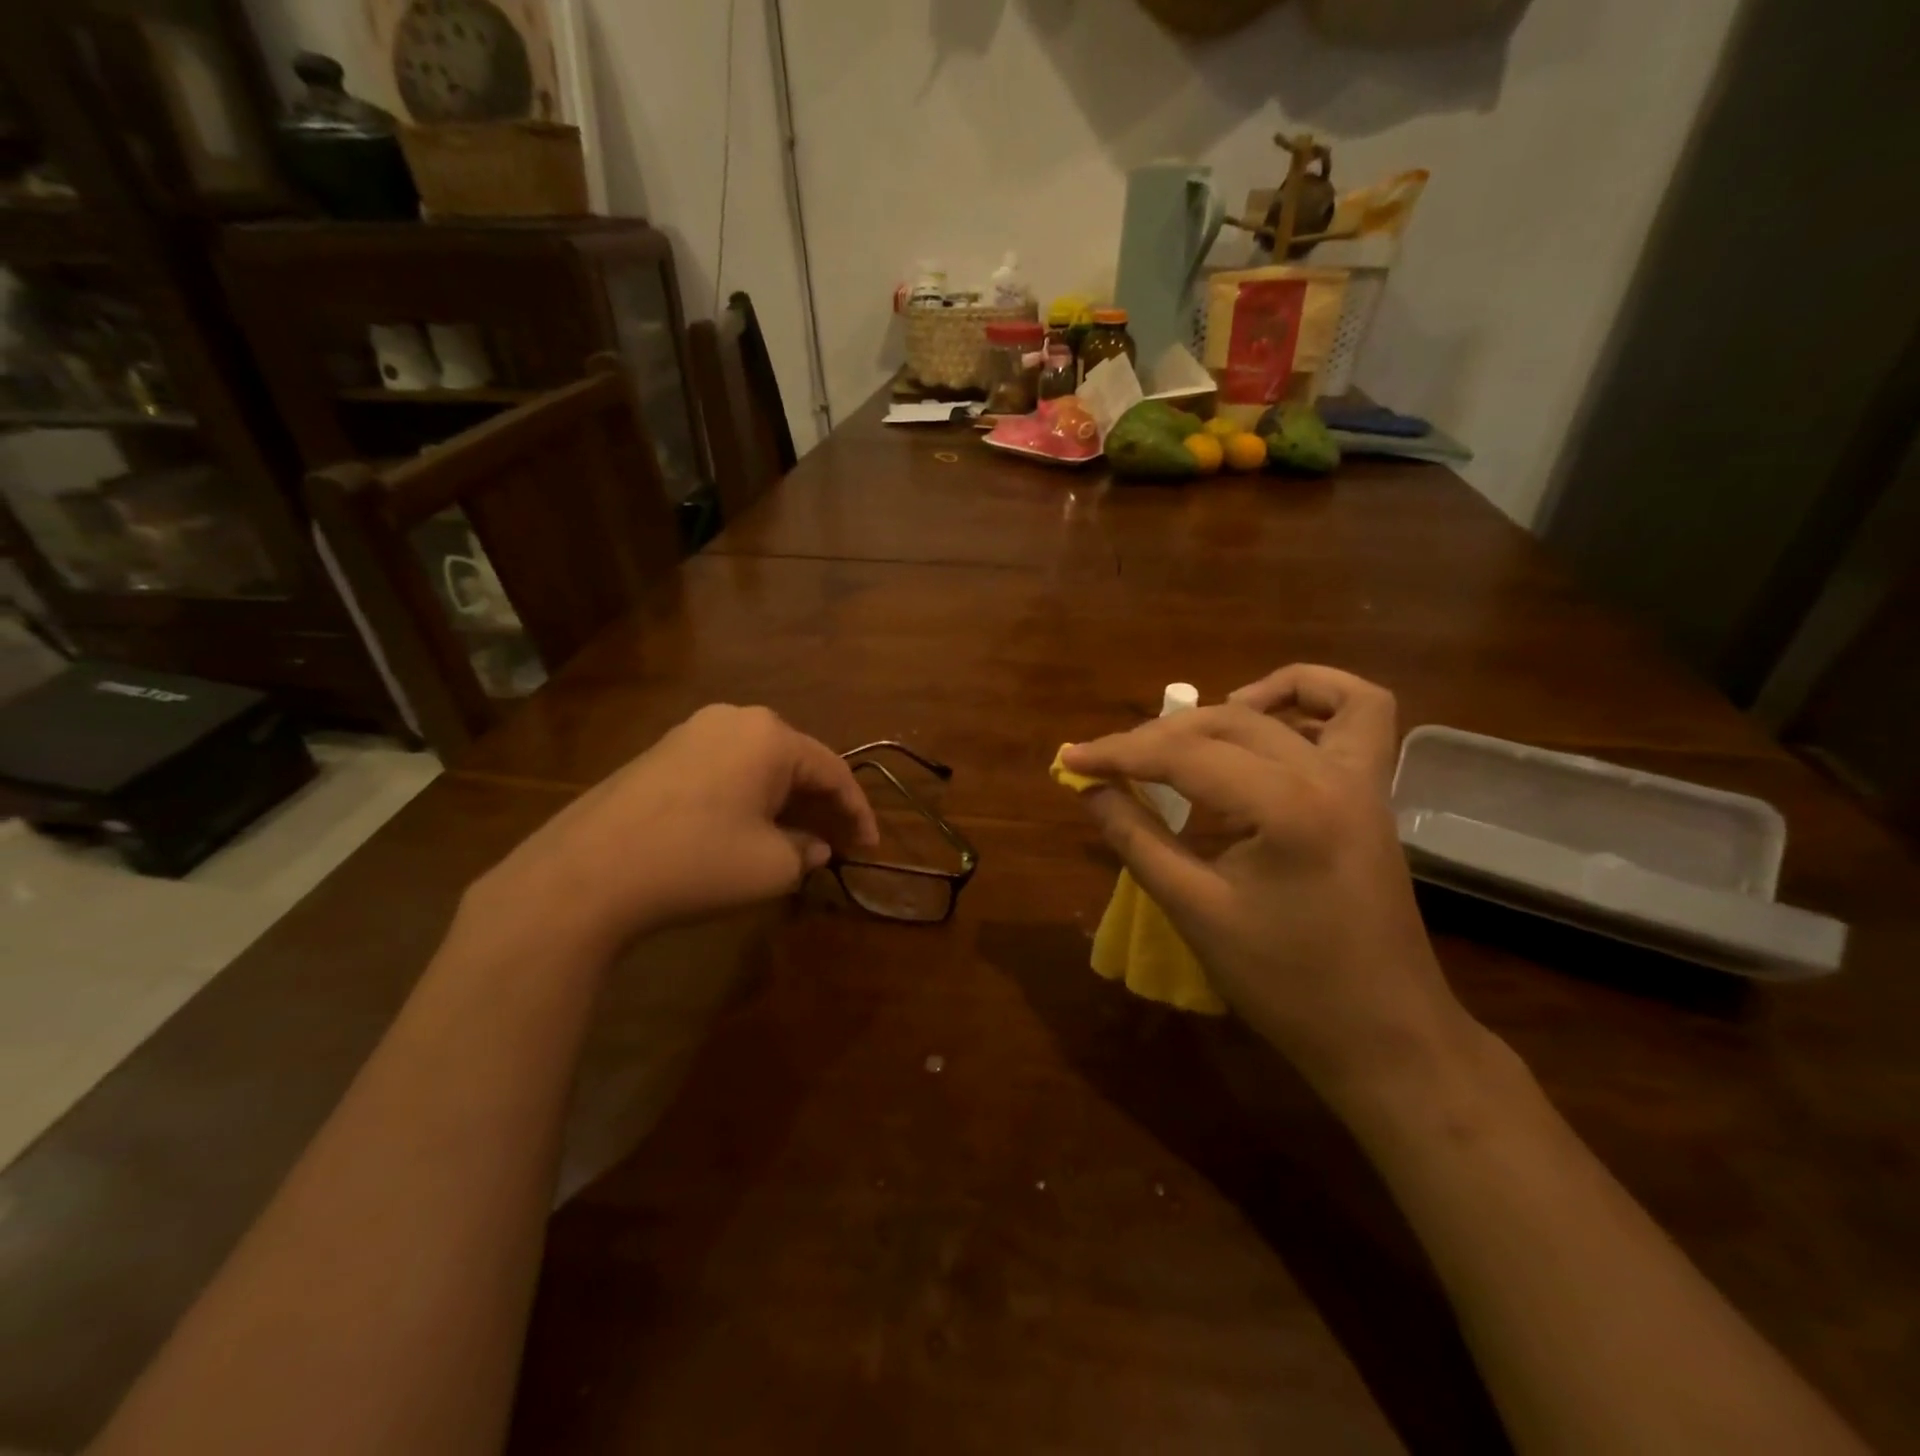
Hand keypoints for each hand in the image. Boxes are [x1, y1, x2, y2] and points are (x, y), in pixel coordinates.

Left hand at [467, 705, 877, 956]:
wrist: (586, 873)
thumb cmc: (697, 861)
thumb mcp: (771, 866)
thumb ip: (806, 851)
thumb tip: (813, 846)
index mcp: (770, 736)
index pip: (833, 770)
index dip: (858, 811)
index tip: (870, 847)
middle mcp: (734, 720)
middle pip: (795, 761)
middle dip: (821, 803)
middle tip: (838, 841)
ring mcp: (691, 732)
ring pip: (758, 764)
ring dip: (784, 800)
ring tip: (797, 837)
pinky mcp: (660, 753)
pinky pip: (724, 769)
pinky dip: (747, 797)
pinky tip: (747, 827)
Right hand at [1062, 665, 1484, 1109]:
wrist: (1384, 1036)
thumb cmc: (1285, 985)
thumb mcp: (1195, 911)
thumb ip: (1136, 839)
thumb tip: (1090, 789)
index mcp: (1286, 807)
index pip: (1184, 755)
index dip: (1118, 753)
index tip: (1071, 758)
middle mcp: (1329, 775)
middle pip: (1228, 723)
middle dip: (1158, 736)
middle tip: (1110, 763)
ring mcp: (1362, 780)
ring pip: (1294, 705)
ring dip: (1233, 704)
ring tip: (1188, 733)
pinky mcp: (1373, 795)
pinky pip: (1361, 716)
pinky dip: (1312, 700)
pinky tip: (1268, 722)